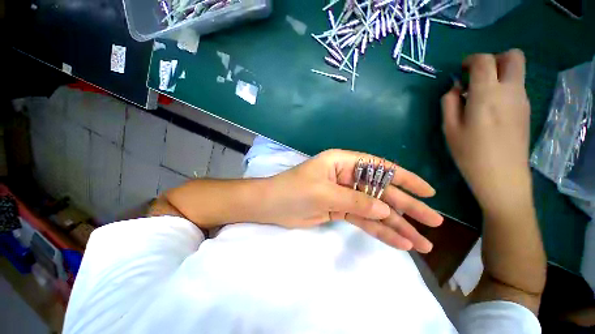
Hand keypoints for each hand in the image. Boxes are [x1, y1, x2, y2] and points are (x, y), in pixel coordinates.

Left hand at [260, 149, 443, 252]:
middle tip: (433, 222)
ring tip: (421, 242)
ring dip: (396, 225)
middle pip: (382, 191)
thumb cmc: (293, 190)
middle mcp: (347, 177)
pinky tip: (398, 242)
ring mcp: (344, 195)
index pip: (379, 167)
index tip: (427, 191)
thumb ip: (355, 200)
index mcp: (343, 163)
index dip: (404, 178)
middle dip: (407, 206)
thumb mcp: (324, 192)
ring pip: (375, 209)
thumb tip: (386, 209)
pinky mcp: (339, 210)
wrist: (272, 205)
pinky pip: (363, 220)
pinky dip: (379, 230)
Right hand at [442, 49, 532, 218]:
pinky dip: (503, 88)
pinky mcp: (526, 110)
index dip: (471, 60)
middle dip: (494, 59)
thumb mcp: (449, 129)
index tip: (461, 71)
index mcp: (487, 94)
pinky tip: (490, 109)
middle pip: (513, 56)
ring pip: (516, 72)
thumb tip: (455, 88)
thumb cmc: (470, 153)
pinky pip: (517, 87)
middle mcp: (510, 91)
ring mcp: (522, 100)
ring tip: (480, 97)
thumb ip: (449, 103)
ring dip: (498, 75)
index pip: (484, 61)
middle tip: (477, 76)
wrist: (502, 177)